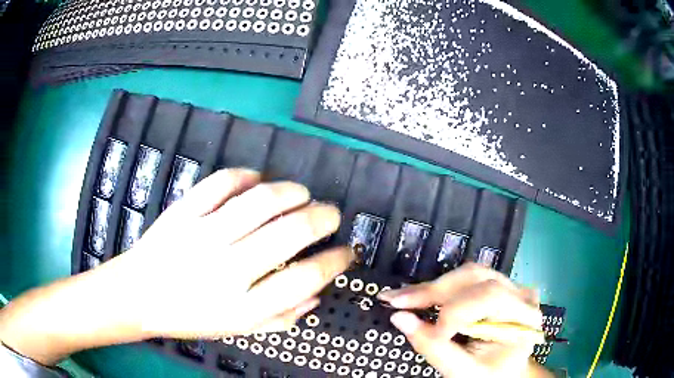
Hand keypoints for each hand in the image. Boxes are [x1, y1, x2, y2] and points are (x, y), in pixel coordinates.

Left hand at [118, 168, 352, 337]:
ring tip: (302, 193)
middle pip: (289, 233)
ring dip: (292, 191)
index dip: (334, 262)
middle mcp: (226, 270)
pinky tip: (258, 180)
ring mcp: (203, 236)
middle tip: (331, 214)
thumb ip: (280, 317)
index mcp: (242, 306)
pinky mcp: (183, 212)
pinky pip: (220, 183)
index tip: (346, 252)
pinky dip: (246, 175)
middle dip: (322, 218)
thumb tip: (316, 294)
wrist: (138, 295)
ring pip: (260, 201)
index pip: (304, 279)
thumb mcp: (237, 330)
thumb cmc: (189, 317)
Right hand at [378, 263, 549, 377]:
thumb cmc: (491, 375)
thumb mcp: (465, 372)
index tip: (427, 333)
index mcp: (524, 316)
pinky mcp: (495, 286)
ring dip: (432, 287)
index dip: (454, 312)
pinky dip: (439, 289)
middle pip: (476, 277)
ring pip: (468, 273)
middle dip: (433, 291)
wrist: (505, 373)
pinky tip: (418, 296)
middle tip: (395, 301)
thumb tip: (400, 318)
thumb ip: (434, 348)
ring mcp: (509, 286)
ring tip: (402, 298)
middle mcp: (520, 294)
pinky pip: (466, 280)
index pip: (490, 297)